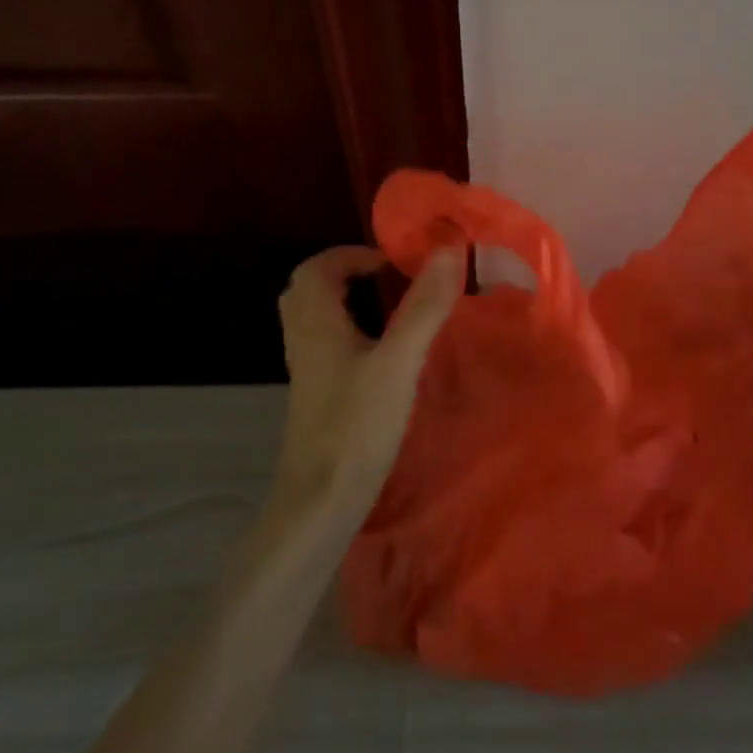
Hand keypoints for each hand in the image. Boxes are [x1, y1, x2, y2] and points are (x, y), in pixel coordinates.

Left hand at [272, 245, 464, 524]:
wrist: (320, 502)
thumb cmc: (357, 426)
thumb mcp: (399, 362)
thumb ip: (424, 307)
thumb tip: (449, 250)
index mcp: (316, 323)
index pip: (319, 267)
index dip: (354, 254)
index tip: (396, 264)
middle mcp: (304, 339)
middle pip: (312, 288)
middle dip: (349, 273)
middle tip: (391, 280)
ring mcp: (308, 369)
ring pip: (320, 317)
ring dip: (350, 301)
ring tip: (393, 308)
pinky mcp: (317, 394)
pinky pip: (328, 343)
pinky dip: (352, 330)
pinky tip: (384, 352)